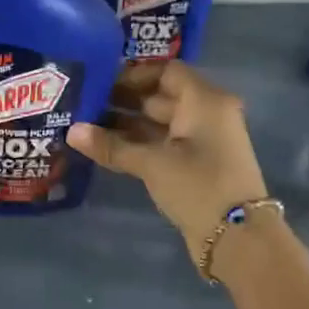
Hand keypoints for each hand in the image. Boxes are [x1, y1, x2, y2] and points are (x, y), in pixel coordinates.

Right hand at [67, 60, 268, 267]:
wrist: (237, 237)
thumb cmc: (198, 186)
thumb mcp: (152, 164)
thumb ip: (112, 146)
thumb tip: (71, 132)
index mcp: (204, 101)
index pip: (167, 72)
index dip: (133, 74)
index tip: (100, 82)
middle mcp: (206, 114)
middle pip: (160, 96)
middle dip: (122, 100)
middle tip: (83, 104)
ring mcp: (202, 141)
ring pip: (159, 123)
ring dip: (126, 125)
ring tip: (85, 126)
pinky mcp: (195, 165)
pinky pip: (163, 144)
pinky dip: (137, 144)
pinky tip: (105, 148)